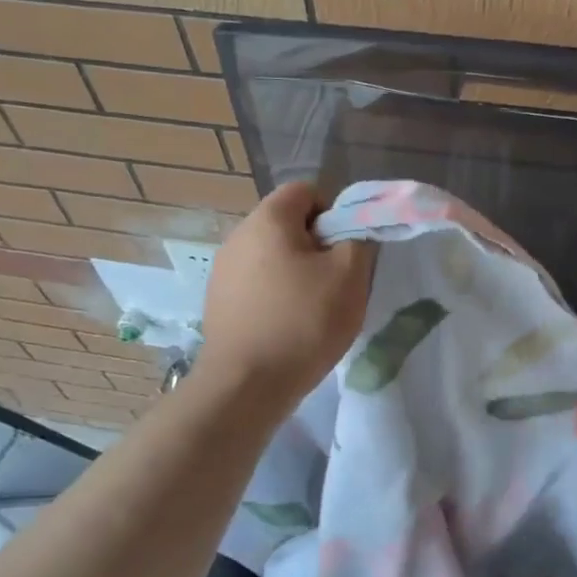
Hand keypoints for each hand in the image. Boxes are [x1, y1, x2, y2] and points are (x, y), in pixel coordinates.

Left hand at [198, 183, 374, 412]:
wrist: (246, 385)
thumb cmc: (303, 322)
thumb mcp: (350, 275)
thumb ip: (358, 238)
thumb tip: (351, 230)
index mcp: (268, 219)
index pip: (306, 191)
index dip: (334, 213)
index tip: (347, 249)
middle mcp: (238, 236)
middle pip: (288, 224)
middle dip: (317, 246)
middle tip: (336, 281)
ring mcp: (222, 271)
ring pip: (272, 257)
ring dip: (297, 273)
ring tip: (314, 309)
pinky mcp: (218, 302)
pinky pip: (257, 285)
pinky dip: (276, 296)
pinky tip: (288, 327)